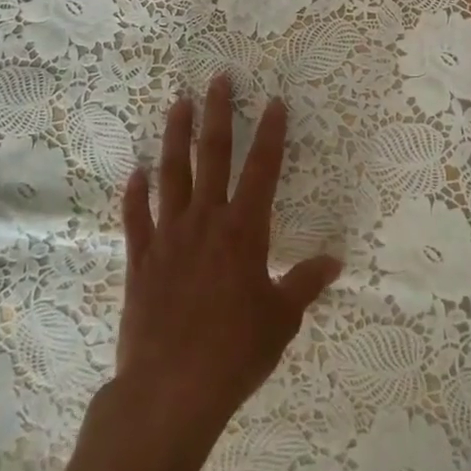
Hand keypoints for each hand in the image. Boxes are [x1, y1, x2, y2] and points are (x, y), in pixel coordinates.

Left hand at [115, 76, 342, 452]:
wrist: (169, 391)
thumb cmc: (234, 353)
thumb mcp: (281, 320)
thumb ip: (305, 284)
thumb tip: (336, 261)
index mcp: (244, 230)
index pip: (263, 169)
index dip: (271, 133)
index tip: (275, 101)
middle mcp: (206, 220)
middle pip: (212, 155)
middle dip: (218, 114)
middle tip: (218, 79)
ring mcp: (169, 236)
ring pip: (171, 174)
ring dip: (175, 136)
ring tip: (178, 104)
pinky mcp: (141, 259)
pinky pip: (136, 218)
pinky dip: (135, 194)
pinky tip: (135, 174)